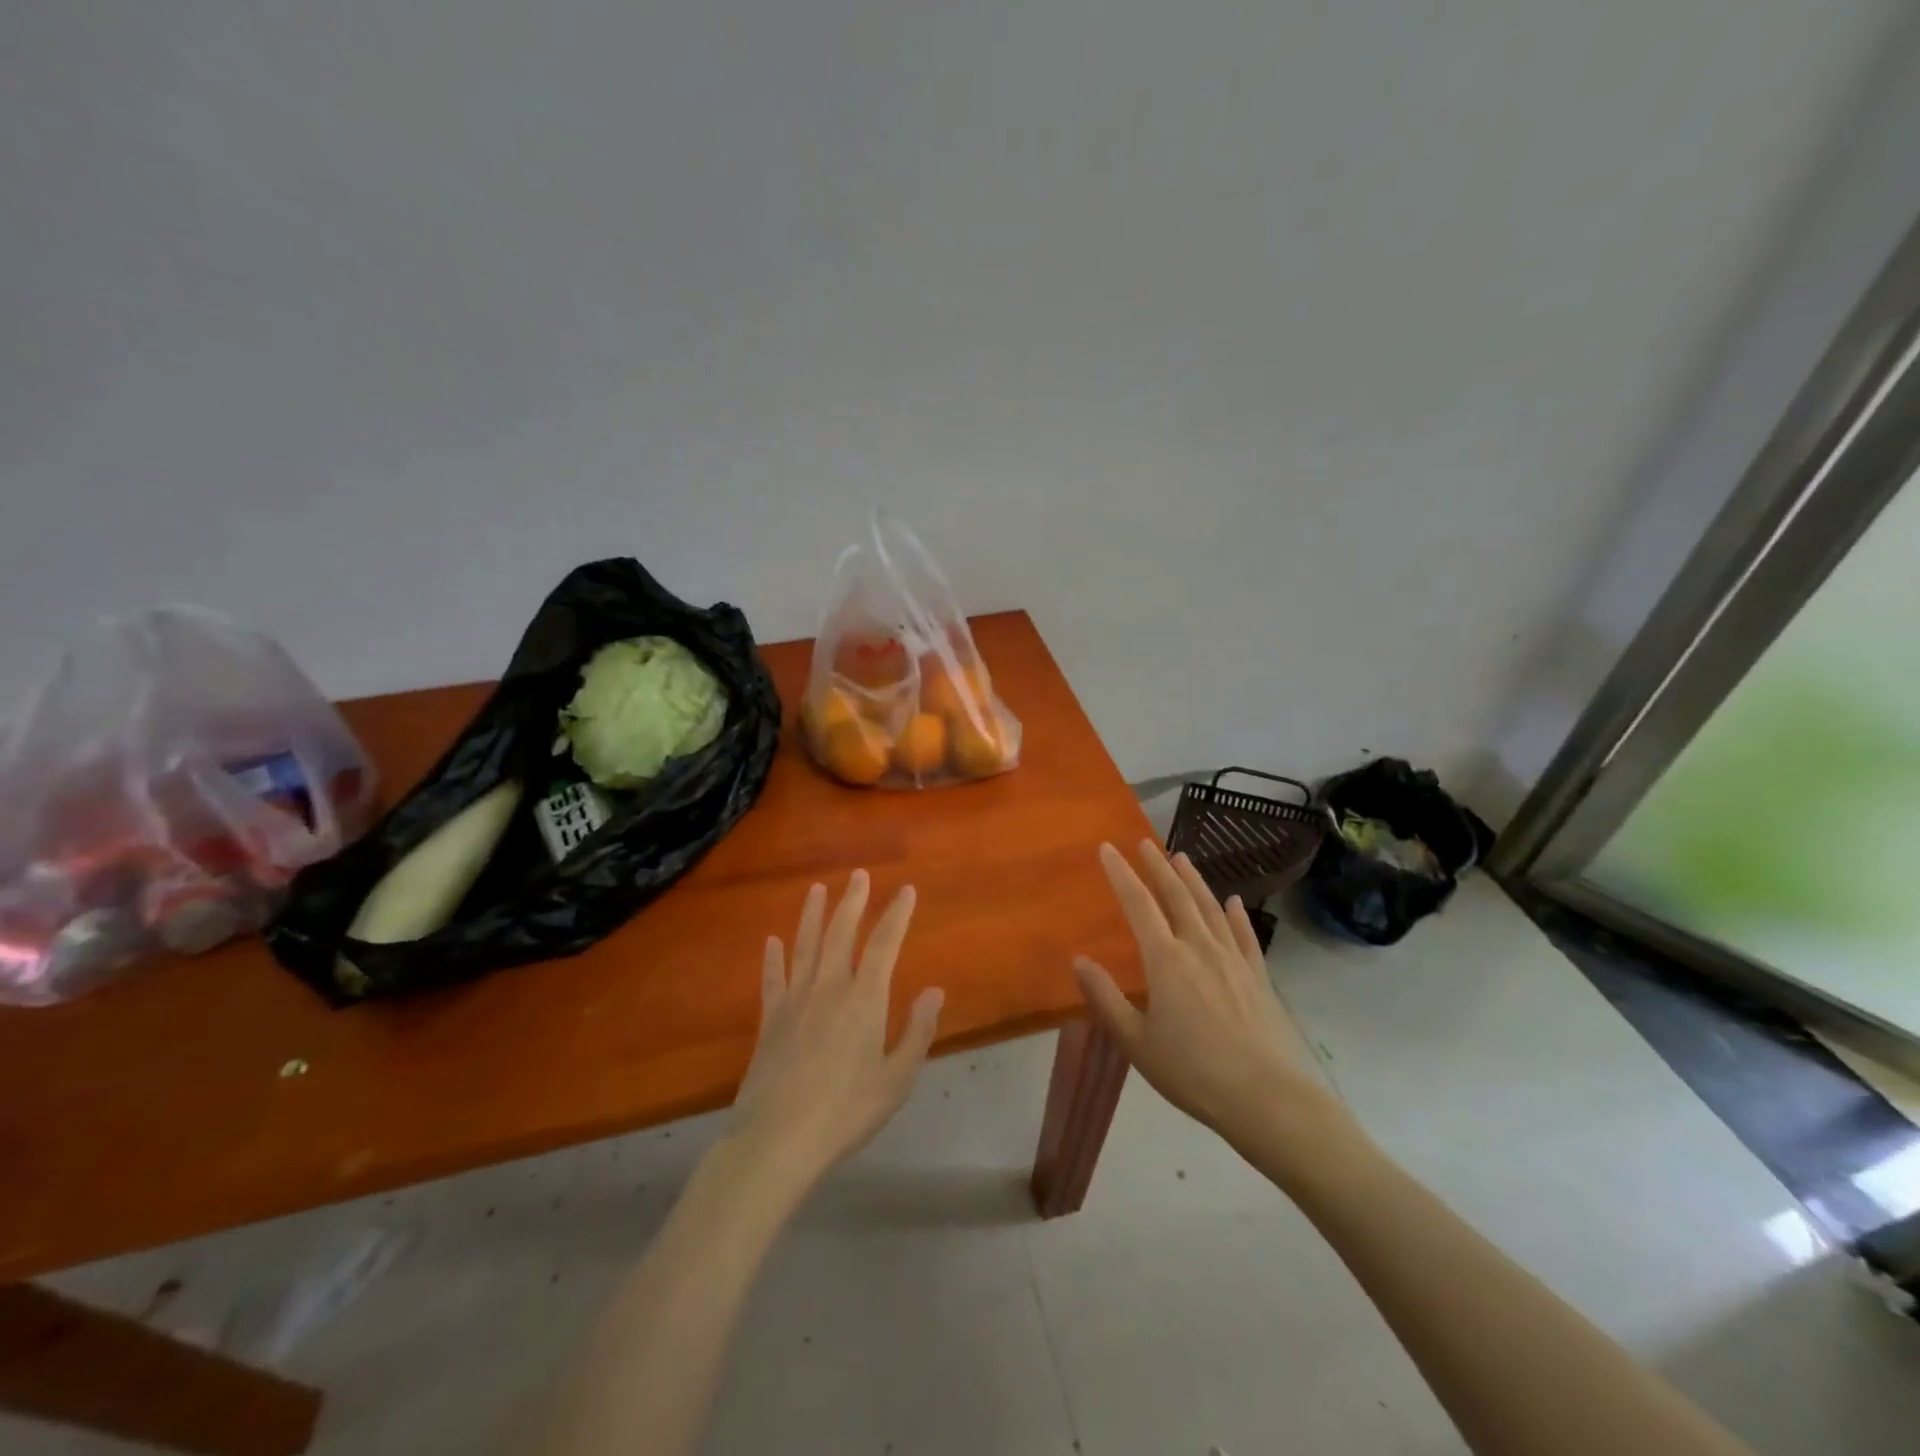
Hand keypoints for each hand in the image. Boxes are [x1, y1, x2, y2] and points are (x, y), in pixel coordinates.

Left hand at [730, 870, 944, 1196]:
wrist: (778, 1140)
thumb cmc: (846, 1111)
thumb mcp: (896, 1079)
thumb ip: (917, 1032)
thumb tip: (935, 990)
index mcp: (864, 1000)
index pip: (885, 945)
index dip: (897, 915)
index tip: (905, 890)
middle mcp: (829, 988)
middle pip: (842, 933)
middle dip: (852, 902)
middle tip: (858, 875)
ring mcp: (795, 1001)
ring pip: (805, 946)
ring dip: (813, 916)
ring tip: (817, 890)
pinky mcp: (770, 1020)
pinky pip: (773, 979)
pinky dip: (773, 958)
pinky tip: (772, 941)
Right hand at [1074, 841, 1353, 1169]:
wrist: (1267, 1098)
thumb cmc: (1192, 1072)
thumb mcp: (1136, 1042)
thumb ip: (1106, 998)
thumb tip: (1079, 960)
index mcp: (1166, 960)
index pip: (1138, 905)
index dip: (1121, 874)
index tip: (1107, 848)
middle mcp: (1199, 948)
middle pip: (1176, 896)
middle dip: (1157, 866)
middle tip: (1145, 842)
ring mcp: (1233, 959)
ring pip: (1210, 907)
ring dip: (1193, 880)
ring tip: (1181, 857)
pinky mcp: (1258, 976)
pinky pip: (1244, 935)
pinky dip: (1236, 914)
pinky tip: (1233, 901)